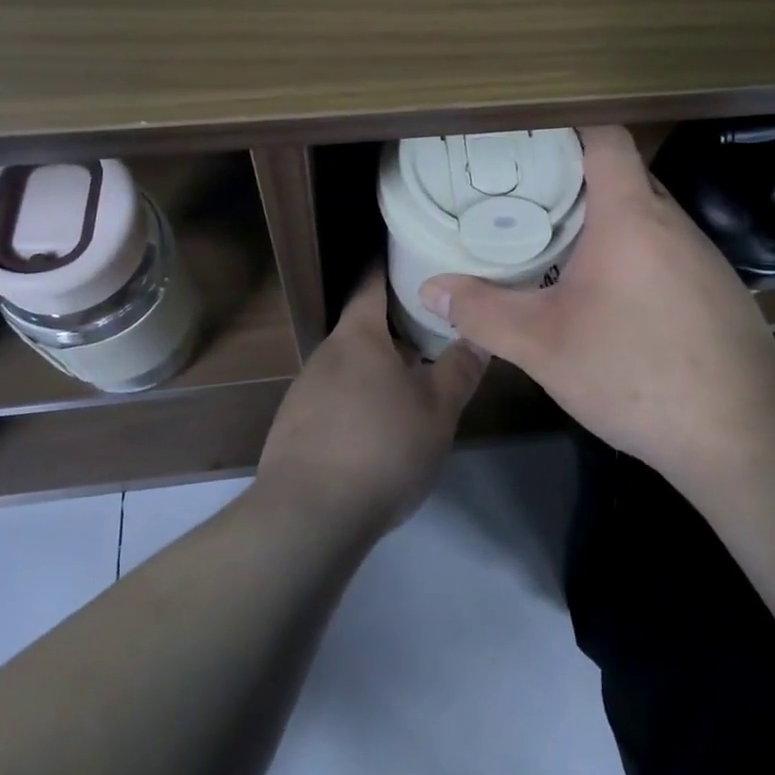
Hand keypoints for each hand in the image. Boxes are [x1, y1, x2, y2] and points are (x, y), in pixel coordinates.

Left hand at [257, 270, 486, 540]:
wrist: (308, 517)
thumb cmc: (381, 446)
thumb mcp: (437, 409)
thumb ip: (460, 368)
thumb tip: (479, 334)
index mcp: (357, 336)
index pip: (371, 282)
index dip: (392, 266)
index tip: (415, 257)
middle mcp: (326, 354)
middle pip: (363, 327)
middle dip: (397, 327)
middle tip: (435, 328)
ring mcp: (305, 392)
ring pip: (351, 367)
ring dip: (379, 369)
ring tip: (414, 382)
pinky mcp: (295, 429)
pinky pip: (335, 400)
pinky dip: (360, 401)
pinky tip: (379, 431)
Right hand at [417, 125, 774, 487]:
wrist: (745, 435)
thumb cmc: (638, 371)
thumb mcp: (544, 345)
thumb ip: (483, 312)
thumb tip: (431, 288)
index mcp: (631, 213)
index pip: (606, 137)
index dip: (569, 126)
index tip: (528, 139)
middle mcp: (671, 220)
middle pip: (622, 174)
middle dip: (574, 178)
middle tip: (524, 195)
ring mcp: (701, 255)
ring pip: (645, 214)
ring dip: (604, 219)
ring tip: (557, 240)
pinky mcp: (716, 289)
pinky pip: (664, 248)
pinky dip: (632, 252)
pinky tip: (608, 294)